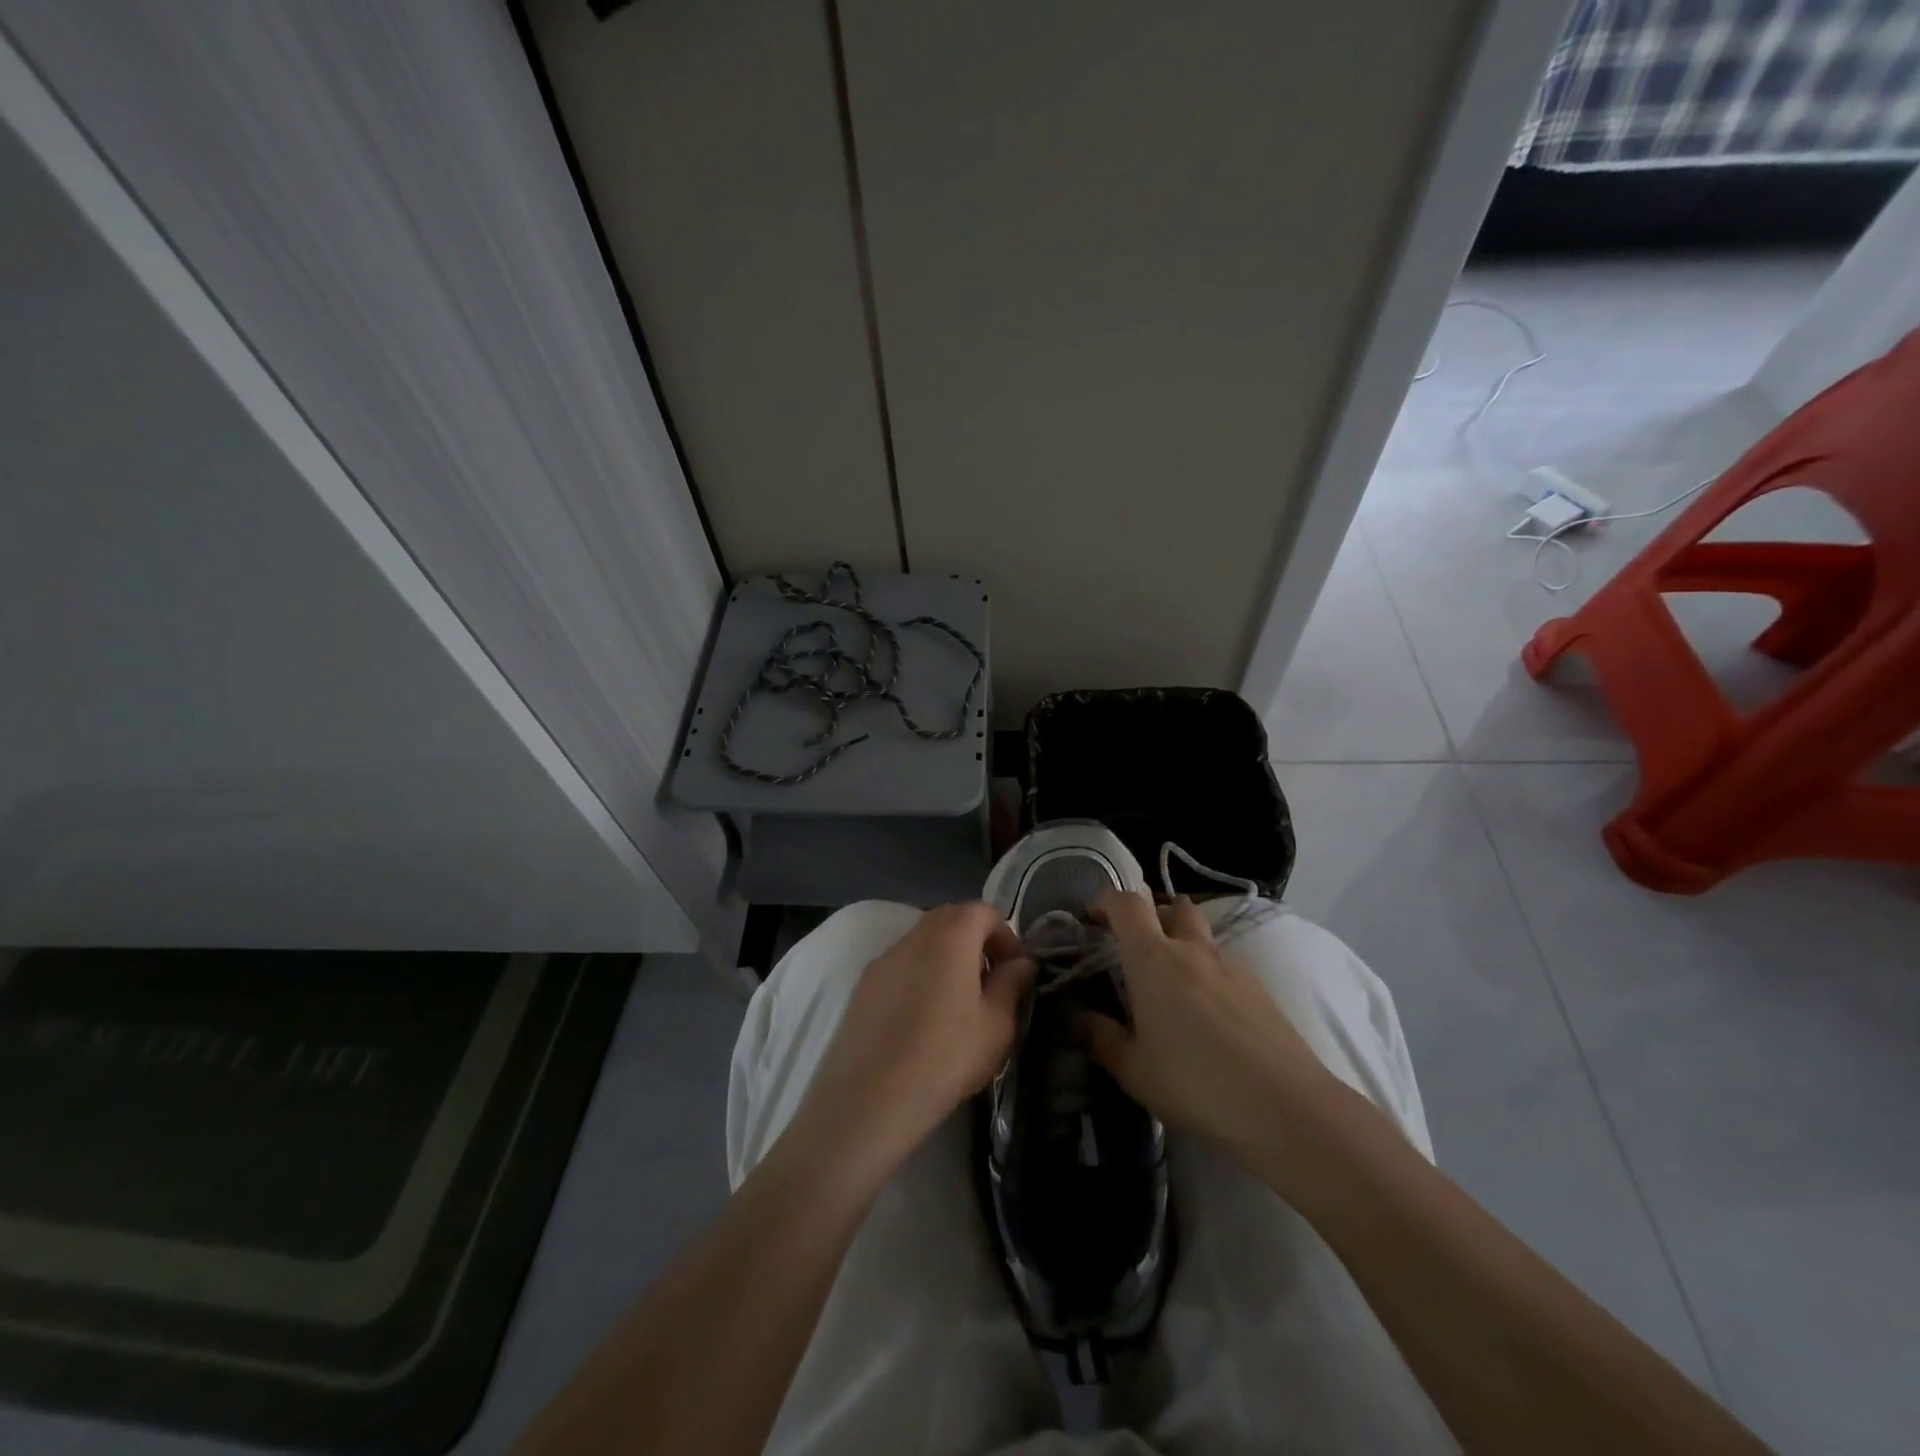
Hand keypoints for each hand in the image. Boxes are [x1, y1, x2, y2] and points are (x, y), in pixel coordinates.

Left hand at [807, 902, 1034, 1166]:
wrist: (868, 1098)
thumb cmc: (944, 1058)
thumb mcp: (996, 1026)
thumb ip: (1011, 985)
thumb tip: (1021, 963)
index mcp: (950, 937)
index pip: (983, 911)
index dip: (1005, 934)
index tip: (1014, 970)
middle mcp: (914, 936)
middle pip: (951, 918)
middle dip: (976, 940)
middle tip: (989, 983)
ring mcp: (884, 958)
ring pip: (923, 940)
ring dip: (946, 957)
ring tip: (958, 1004)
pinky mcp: (863, 984)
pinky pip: (901, 964)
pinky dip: (920, 974)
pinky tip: (923, 1019)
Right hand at [1082, 891, 1336, 1159]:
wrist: (1284, 1106)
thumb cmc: (1194, 1082)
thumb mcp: (1133, 1069)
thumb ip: (1102, 1038)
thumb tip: (1082, 1019)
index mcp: (1153, 958)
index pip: (1127, 904)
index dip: (1106, 901)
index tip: (1093, 917)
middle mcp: (1192, 950)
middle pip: (1173, 906)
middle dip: (1152, 915)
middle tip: (1136, 945)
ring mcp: (1231, 966)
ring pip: (1202, 935)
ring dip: (1182, 944)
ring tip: (1170, 985)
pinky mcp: (1259, 989)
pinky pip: (1224, 966)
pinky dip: (1207, 974)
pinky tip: (1206, 1015)